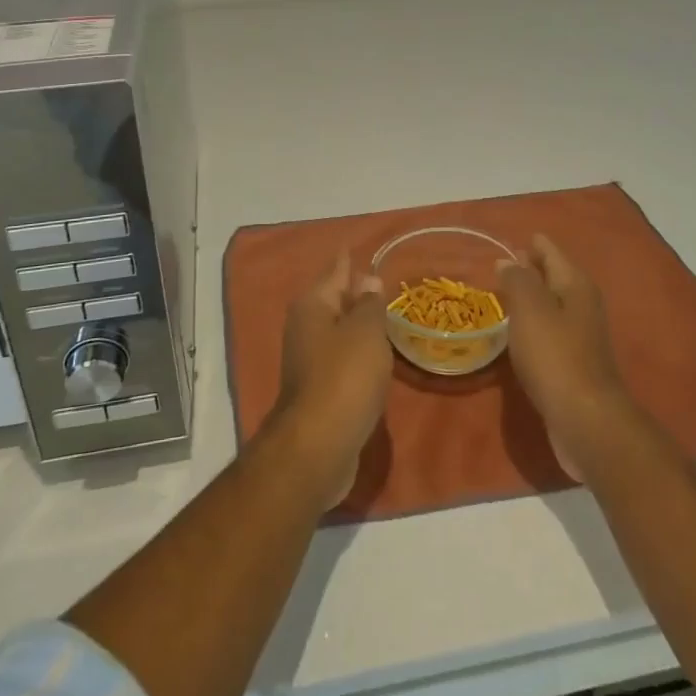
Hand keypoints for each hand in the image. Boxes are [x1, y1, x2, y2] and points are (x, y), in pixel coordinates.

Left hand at [269, 253, 391, 505]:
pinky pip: (343, 360)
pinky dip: (360, 355)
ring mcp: (310, 361)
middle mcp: (306, 327)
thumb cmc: (344, 377)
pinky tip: (379, 359)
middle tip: (388, 284)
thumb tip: (368, 279)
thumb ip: (370, 304)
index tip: (364, 248)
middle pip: (336, 301)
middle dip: (358, 293)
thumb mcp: (365, 331)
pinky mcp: (320, 391)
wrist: (318, 447)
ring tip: (389, 318)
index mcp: (313, 305)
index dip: (351, 260)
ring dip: (361, 326)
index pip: (337, 271)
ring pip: (340, 332)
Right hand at [499, 235, 639, 479]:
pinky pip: (548, 331)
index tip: (505, 239)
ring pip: (550, 304)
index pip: (549, 250)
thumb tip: (508, 261)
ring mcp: (580, 335)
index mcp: (575, 284)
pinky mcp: (573, 362)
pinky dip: (531, 325)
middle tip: (498, 265)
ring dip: (529, 298)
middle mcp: (582, 304)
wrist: (585, 419)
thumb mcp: (530, 309)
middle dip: (528, 269)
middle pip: (552, 276)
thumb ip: (517, 280)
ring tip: (500, 295)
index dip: (530, 243)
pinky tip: (514, 333)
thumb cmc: (554, 356)